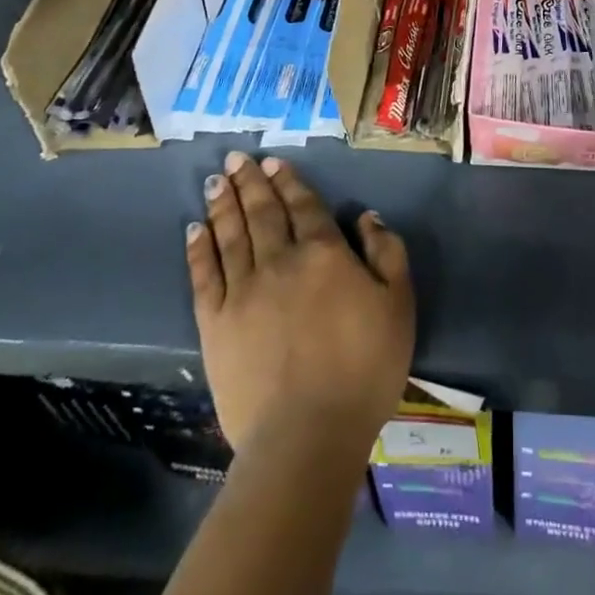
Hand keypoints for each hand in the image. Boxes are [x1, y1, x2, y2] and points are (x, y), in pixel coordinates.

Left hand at [187, 151, 412, 455]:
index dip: (288, 181)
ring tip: (215, 180)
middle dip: (249, 181)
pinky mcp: (216, 324)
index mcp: (324, 252)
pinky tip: (195, 229)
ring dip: (223, 204)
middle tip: (235, 158)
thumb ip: (387, 252)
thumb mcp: (399, 304)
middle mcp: (280, 260)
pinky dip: (199, 248)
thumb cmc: (363, 368)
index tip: (273, 162)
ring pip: (231, 234)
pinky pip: (204, 275)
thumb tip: (365, 215)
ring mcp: (243, 290)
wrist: (307, 435)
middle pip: (262, 211)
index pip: (303, 205)